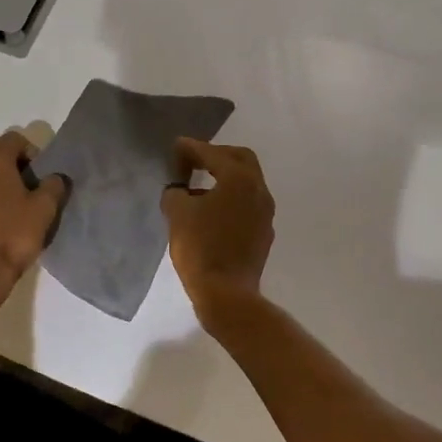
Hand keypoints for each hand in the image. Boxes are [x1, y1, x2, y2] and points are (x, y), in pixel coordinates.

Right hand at [160, 139, 274, 311]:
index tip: (176, 146)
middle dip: (216, 155)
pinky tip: (211, 211)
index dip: (192, 148)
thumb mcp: (177, 214)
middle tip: (194, 160)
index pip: (213, 154)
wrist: (227, 294)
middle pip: (240, 159)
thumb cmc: (201, 248)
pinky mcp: (264, 232)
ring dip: (224, 178)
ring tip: (198, 187)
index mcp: (239, 179)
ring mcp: (265, 213)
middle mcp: (259, 190)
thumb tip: (180, 191)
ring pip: (247, 182)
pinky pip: (247, 204)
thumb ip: (176, 193)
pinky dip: (230, 198)